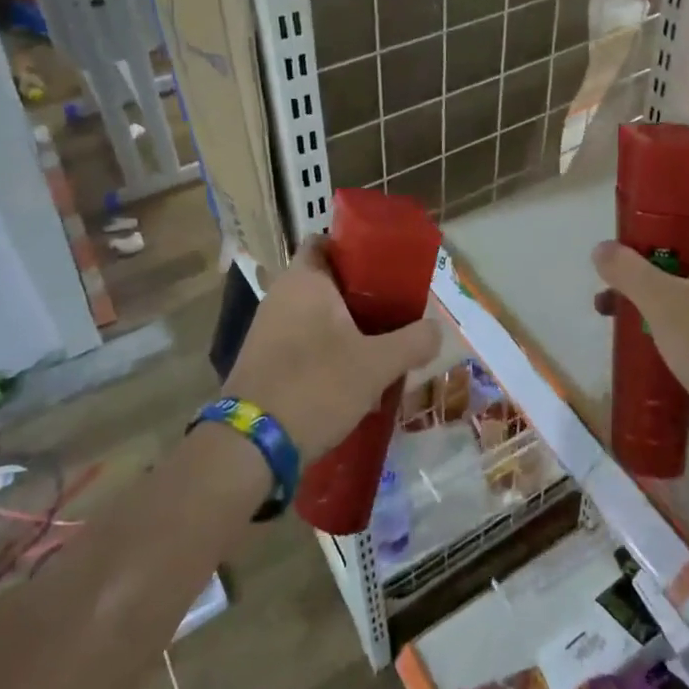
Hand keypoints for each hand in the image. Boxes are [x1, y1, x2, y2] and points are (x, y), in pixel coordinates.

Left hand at [223, 237, 441, 461]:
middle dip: (362, 296)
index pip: (326, 241)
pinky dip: (328, 352)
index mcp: (304, 280)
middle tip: (395, 312)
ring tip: (381, 349)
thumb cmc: (316, 386)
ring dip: (347, 329)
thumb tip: (437, 330)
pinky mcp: (264, 362)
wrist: (251, 446)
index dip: (356, 249)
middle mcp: (281, 296)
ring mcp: (268, 330)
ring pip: (317, 316)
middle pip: (327, 282)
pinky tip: (353, 379)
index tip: (386, 269)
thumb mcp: (377, 364)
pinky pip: (304, 343)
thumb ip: (413, 342)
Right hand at [592, 207, 688, 417]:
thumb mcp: (661, 301)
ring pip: (688, 286)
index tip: (627, 224)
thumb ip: (627, 270)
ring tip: (609, 309)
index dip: (662, 211)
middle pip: (688, 250)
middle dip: (645, 261)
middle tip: (612, 272)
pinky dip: (668, 317)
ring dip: (650, 292)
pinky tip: (639, 335)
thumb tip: (602, 249)